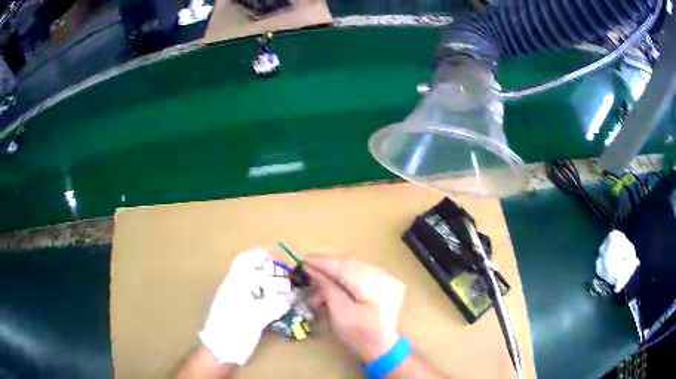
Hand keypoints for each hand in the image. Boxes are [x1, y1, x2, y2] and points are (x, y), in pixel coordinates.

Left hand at [198, 249, 292, 364]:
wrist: (220, 351)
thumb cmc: (233, 331)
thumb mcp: (254, 318)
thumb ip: (274, 304)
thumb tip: (293, 295)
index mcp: (236, 282)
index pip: (250, 258)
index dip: (267, 258)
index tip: (285, 266)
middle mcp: (237, 287)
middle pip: (258, 272)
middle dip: (276, 275)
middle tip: (293, 284)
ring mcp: (241, 300)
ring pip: (261, 287)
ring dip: (277, 289)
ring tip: (292, 297)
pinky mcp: (245, 311)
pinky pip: (262, 300)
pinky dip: (274, 301)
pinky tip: (284, 309)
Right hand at [306, 256, 405, 362]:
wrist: (381, 348)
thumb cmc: (359, 334)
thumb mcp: (340, 313)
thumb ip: (328, 288)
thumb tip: (314, 270)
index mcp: (375, 284)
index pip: (344, 267)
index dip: (323, 263)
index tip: (303, 260)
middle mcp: (384, 276)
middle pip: (351, 264)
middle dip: (328, 268)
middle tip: (308, 271)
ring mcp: (388, 279)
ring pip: (356, 268)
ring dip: (336, 273)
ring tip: (319, 284)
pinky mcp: (386, 284)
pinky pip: (362, 274)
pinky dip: (347, 277)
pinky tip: (335, 285)